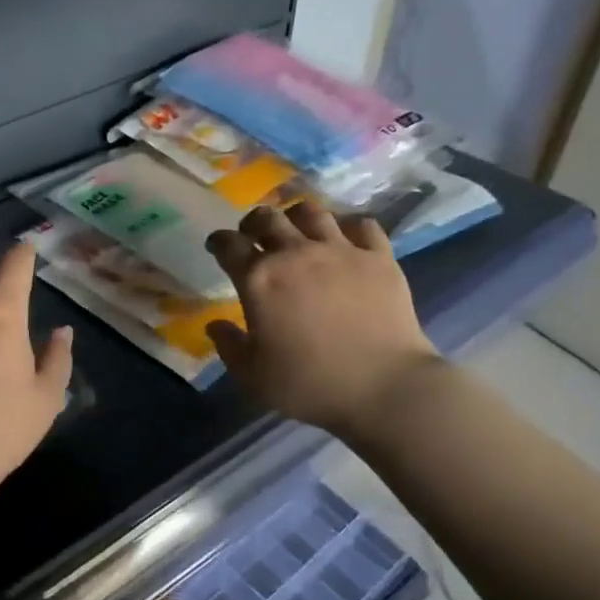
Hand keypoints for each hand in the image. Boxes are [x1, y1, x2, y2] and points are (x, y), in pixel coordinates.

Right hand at [205, 205, 440, 437]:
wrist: (384, 387)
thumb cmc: (310, 384)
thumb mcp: (253, 375)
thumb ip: (229, 346)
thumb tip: (215, 325)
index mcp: (258, 279)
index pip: (229, 245)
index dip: (218, 241)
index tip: (217, 246)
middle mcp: (295, 253)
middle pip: (267, 218)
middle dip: (253, 223)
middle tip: (254, 236)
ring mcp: (340, 250)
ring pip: (311, 212)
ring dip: (296, 217)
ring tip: (297, 230)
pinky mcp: (379, 256)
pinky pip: (362, 224)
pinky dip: (349, 227)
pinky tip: (346, 239)